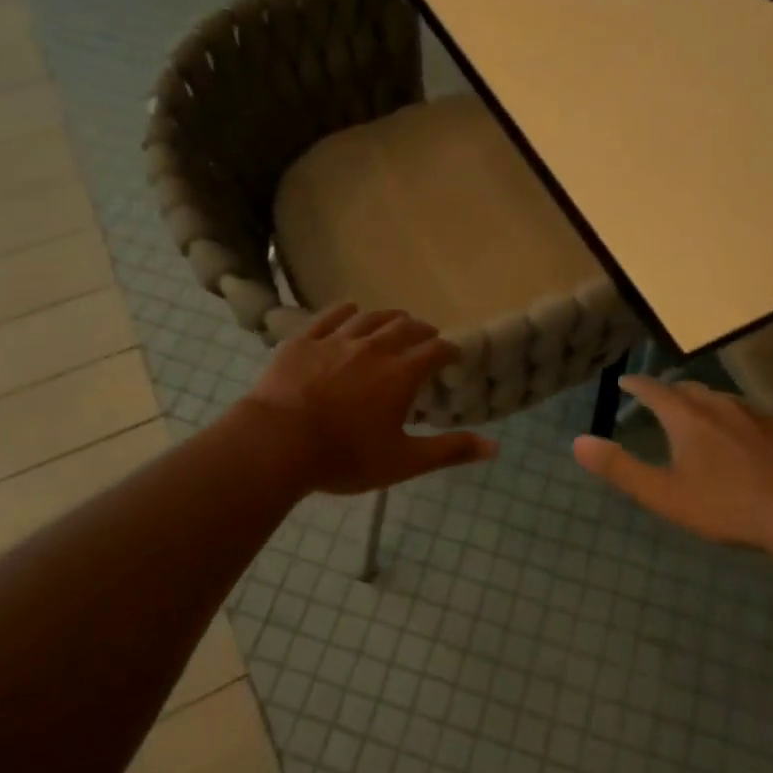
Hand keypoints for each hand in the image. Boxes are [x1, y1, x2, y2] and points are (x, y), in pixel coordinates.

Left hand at [241, 304, 495, 494]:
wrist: (277, 443)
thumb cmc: (345, 456)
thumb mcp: (403, 461)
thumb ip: (449, 451)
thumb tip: (495, 447)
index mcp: (401, 373)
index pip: (435, 350)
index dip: (449, 350)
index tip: (453, 355)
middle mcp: (374, 347)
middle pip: (406, 327)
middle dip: (422, 330)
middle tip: (427, 337)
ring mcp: (337, 340)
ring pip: (371, 317)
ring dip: (389, 318)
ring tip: (397, 322)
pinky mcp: (304, 340)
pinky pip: (331, 316)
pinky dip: (347, 311)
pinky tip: (352, 311)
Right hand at [572, 377, 772, 553]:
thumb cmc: (728, 505)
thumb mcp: (665, 494)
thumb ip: (621, 468)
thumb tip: (578, 442)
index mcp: (688, 418)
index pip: (654, 390)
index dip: (637, 385)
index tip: (626, 381)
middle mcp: (722, 405)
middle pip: (691, 390)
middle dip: (672, 392)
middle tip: (662, 401)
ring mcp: (760, 414)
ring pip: (726, 400)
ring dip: (708, 404)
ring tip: (703, 417)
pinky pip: (759, 417)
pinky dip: (743, 422)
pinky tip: (752, 440)